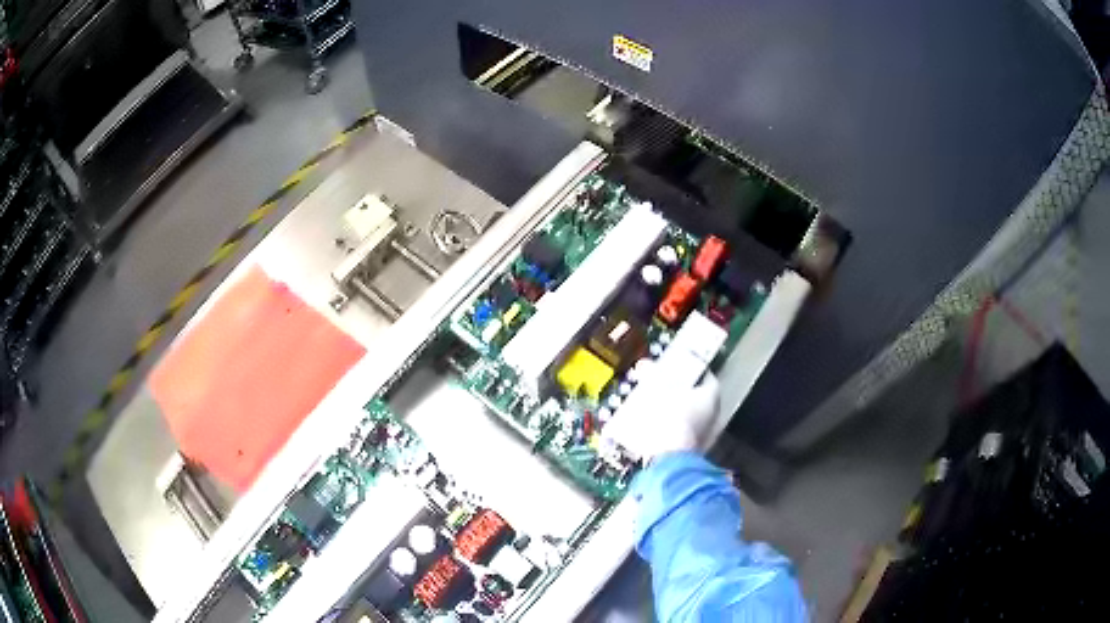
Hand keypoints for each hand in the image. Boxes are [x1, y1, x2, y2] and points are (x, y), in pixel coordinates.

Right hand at [603, 373, 719, 461]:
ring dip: (673, 411)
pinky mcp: (691, 453)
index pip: (704, 375)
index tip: (674, 366)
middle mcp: (714, 416)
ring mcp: (704, 437)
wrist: (666, 461)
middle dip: (679, 391)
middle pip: (696, 397)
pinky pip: (681, 434)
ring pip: (689, 417)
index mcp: (711, 396)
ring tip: (652, 407)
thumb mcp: (657, 390)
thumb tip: (644, 365)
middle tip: (660, 385)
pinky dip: (669, 429)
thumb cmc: (667, 420)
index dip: (689, 368)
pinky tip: (652, 428)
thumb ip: (651, 375)